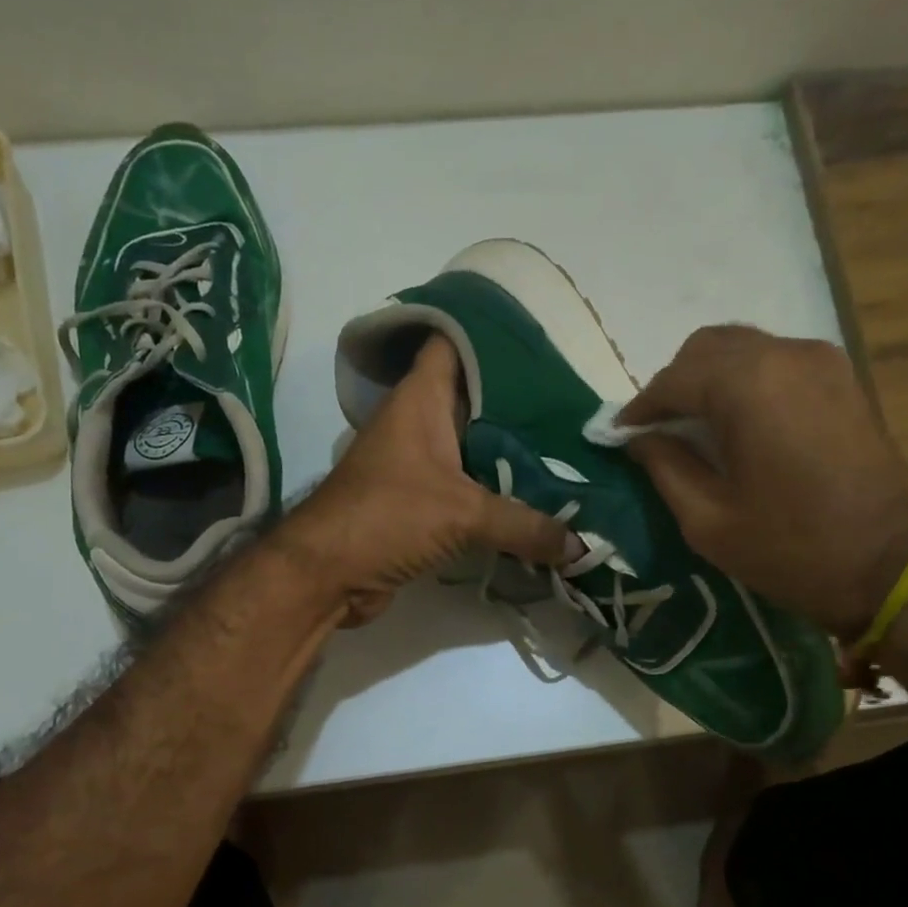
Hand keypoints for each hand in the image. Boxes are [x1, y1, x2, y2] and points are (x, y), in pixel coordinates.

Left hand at [276, 334, 579, 625]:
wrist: (326, 574)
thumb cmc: (387, 517)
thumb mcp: (463, 515)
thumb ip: (525, 526)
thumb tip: (581, 546)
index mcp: (421, 400)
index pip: (453, 342)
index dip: (490, 332)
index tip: (539, 337)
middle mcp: (417, 423)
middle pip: (474, 398)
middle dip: (519, 401)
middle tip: (572, 403)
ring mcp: (416, 464)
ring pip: (472, 446)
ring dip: (509, 452)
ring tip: (565, 450)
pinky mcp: (417, 503)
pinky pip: (466, 488)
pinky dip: (495, 492)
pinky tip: (534, 499)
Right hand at [621, 325, 907, 637]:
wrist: (893, 566)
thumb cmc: (792, 549)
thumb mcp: (709, 520)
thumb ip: (666, 468)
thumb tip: (638, 439)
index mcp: (747, 386)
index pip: (674, 379)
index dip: (640, 408)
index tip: (618, 437)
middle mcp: (785, 355)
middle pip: (708, 348)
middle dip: (674, 385)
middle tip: (656, 431)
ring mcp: (821, 362)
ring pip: (744, 350)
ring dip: (709, 380)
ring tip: (693, 427)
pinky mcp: (842, 379)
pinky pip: (776, 362)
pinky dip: (745, 382)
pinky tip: (736, 423)